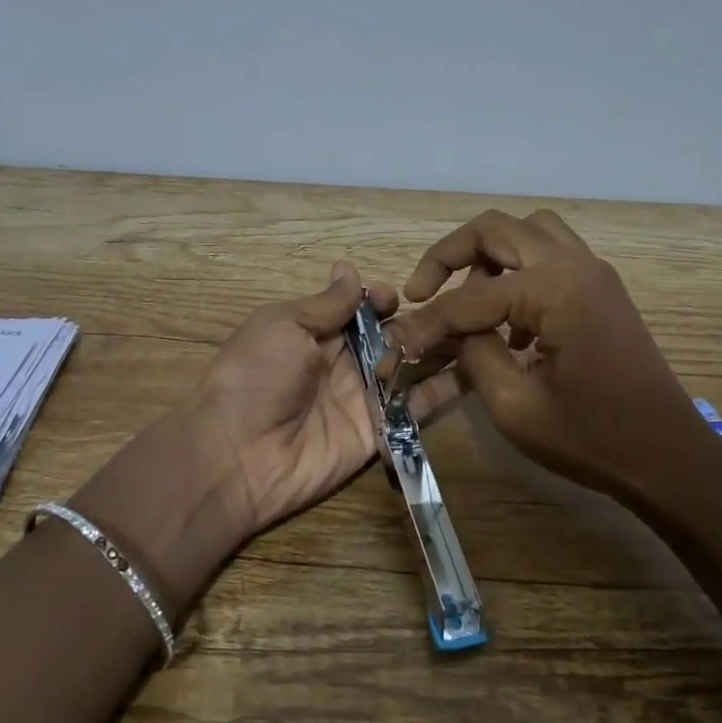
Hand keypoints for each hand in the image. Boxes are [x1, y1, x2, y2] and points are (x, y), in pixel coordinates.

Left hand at [191, 262, 457, 542]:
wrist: (238, 454)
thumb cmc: (256, 376)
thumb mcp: (282, 325)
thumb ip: (324, 304)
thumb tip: (348, 268)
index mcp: (316, 333)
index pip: (361, 310)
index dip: (382, 300)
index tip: (397, 297)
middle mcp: (344, 363)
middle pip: (392, 337)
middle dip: (422, 323)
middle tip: (458, 312)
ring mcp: (364, 399)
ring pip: (411, 369)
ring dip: (441, 351)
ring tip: (483, 332)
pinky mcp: (380, 431)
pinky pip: (416, 409)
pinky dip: (445, 391)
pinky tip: (480, 371)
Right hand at [388, 209, 721, 511]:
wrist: (670, 459)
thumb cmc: (593, 438)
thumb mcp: (515, 406)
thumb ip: (473, 356)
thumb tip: (445, 332)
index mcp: (556, 289)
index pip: (470, 297)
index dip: (428, 323)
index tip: (396, 344)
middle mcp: (575, 265)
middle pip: (497, 229)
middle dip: (449, 255)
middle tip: (421, 290)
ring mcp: (594, 275)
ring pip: (529, 233)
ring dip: (488, 257)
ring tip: (463, 301)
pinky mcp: (601, 294)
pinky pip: (550, 260)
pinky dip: (518, 276)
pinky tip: (505, 326)